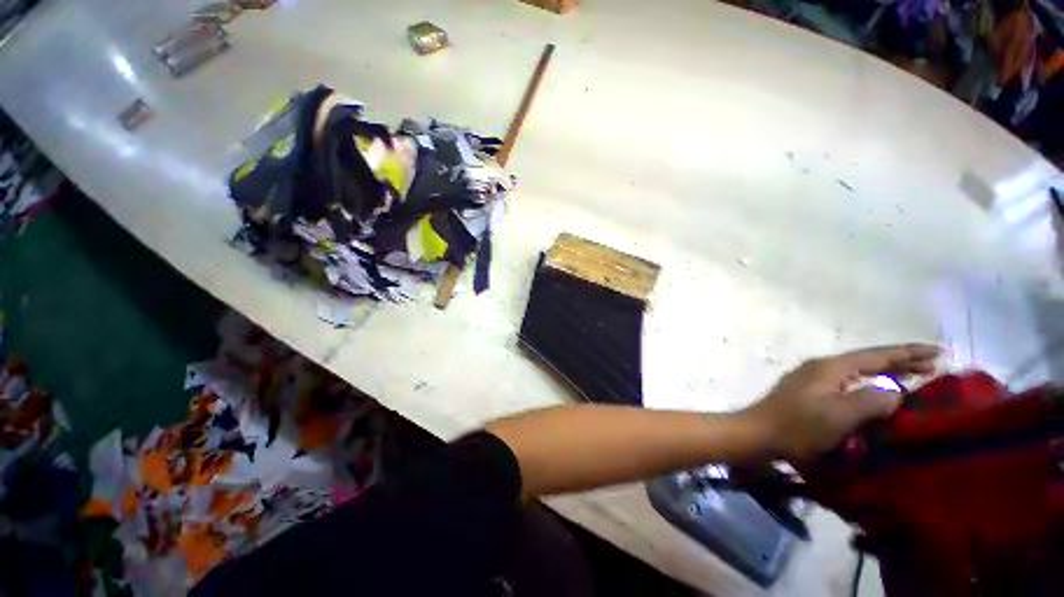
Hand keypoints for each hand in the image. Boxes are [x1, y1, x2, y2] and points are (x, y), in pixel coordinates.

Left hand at [742, 344, 939, 462]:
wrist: (756, 433)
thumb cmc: (797, 426)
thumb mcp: (840, 415)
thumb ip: (872, 401)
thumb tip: (896, 392)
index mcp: (830, 367)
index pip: (876, 355)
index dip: (907, 353)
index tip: (938, 352)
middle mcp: (820, 367)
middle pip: (867, 361)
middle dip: (899, 362)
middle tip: (933, 366)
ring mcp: (811, 379)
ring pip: (856, 372)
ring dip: (884, 374)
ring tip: (912, 379)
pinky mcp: (807, 393)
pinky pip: (846, 384)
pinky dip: (867, 387)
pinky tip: (875, 396)